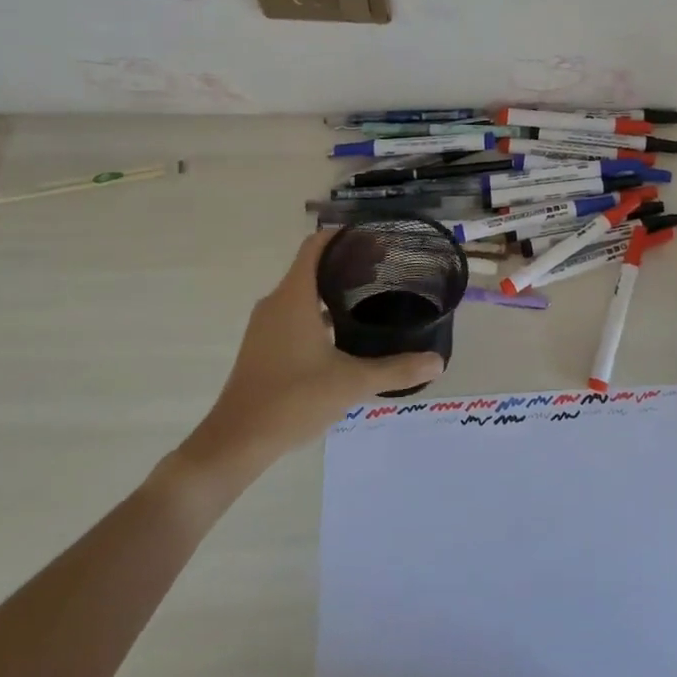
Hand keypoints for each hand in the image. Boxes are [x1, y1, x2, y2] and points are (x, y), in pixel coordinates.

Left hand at [179, 232, 443, 468]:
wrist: (238, 440)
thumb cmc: (293, 399)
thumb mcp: (352, 382)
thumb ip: (396, 369)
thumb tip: (438, 362)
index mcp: (294, 297)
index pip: (316, 246)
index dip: (345, 237)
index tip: (376, 241)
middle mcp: (277, 303)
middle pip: (312, 267)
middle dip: (348, 264)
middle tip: (385, 270)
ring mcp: (266, 326)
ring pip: (303, 292)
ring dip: (334, 290)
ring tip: (370, 299)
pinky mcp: (263, 346)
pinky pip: (295, 313)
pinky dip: (320, 312)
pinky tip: (345, 334)